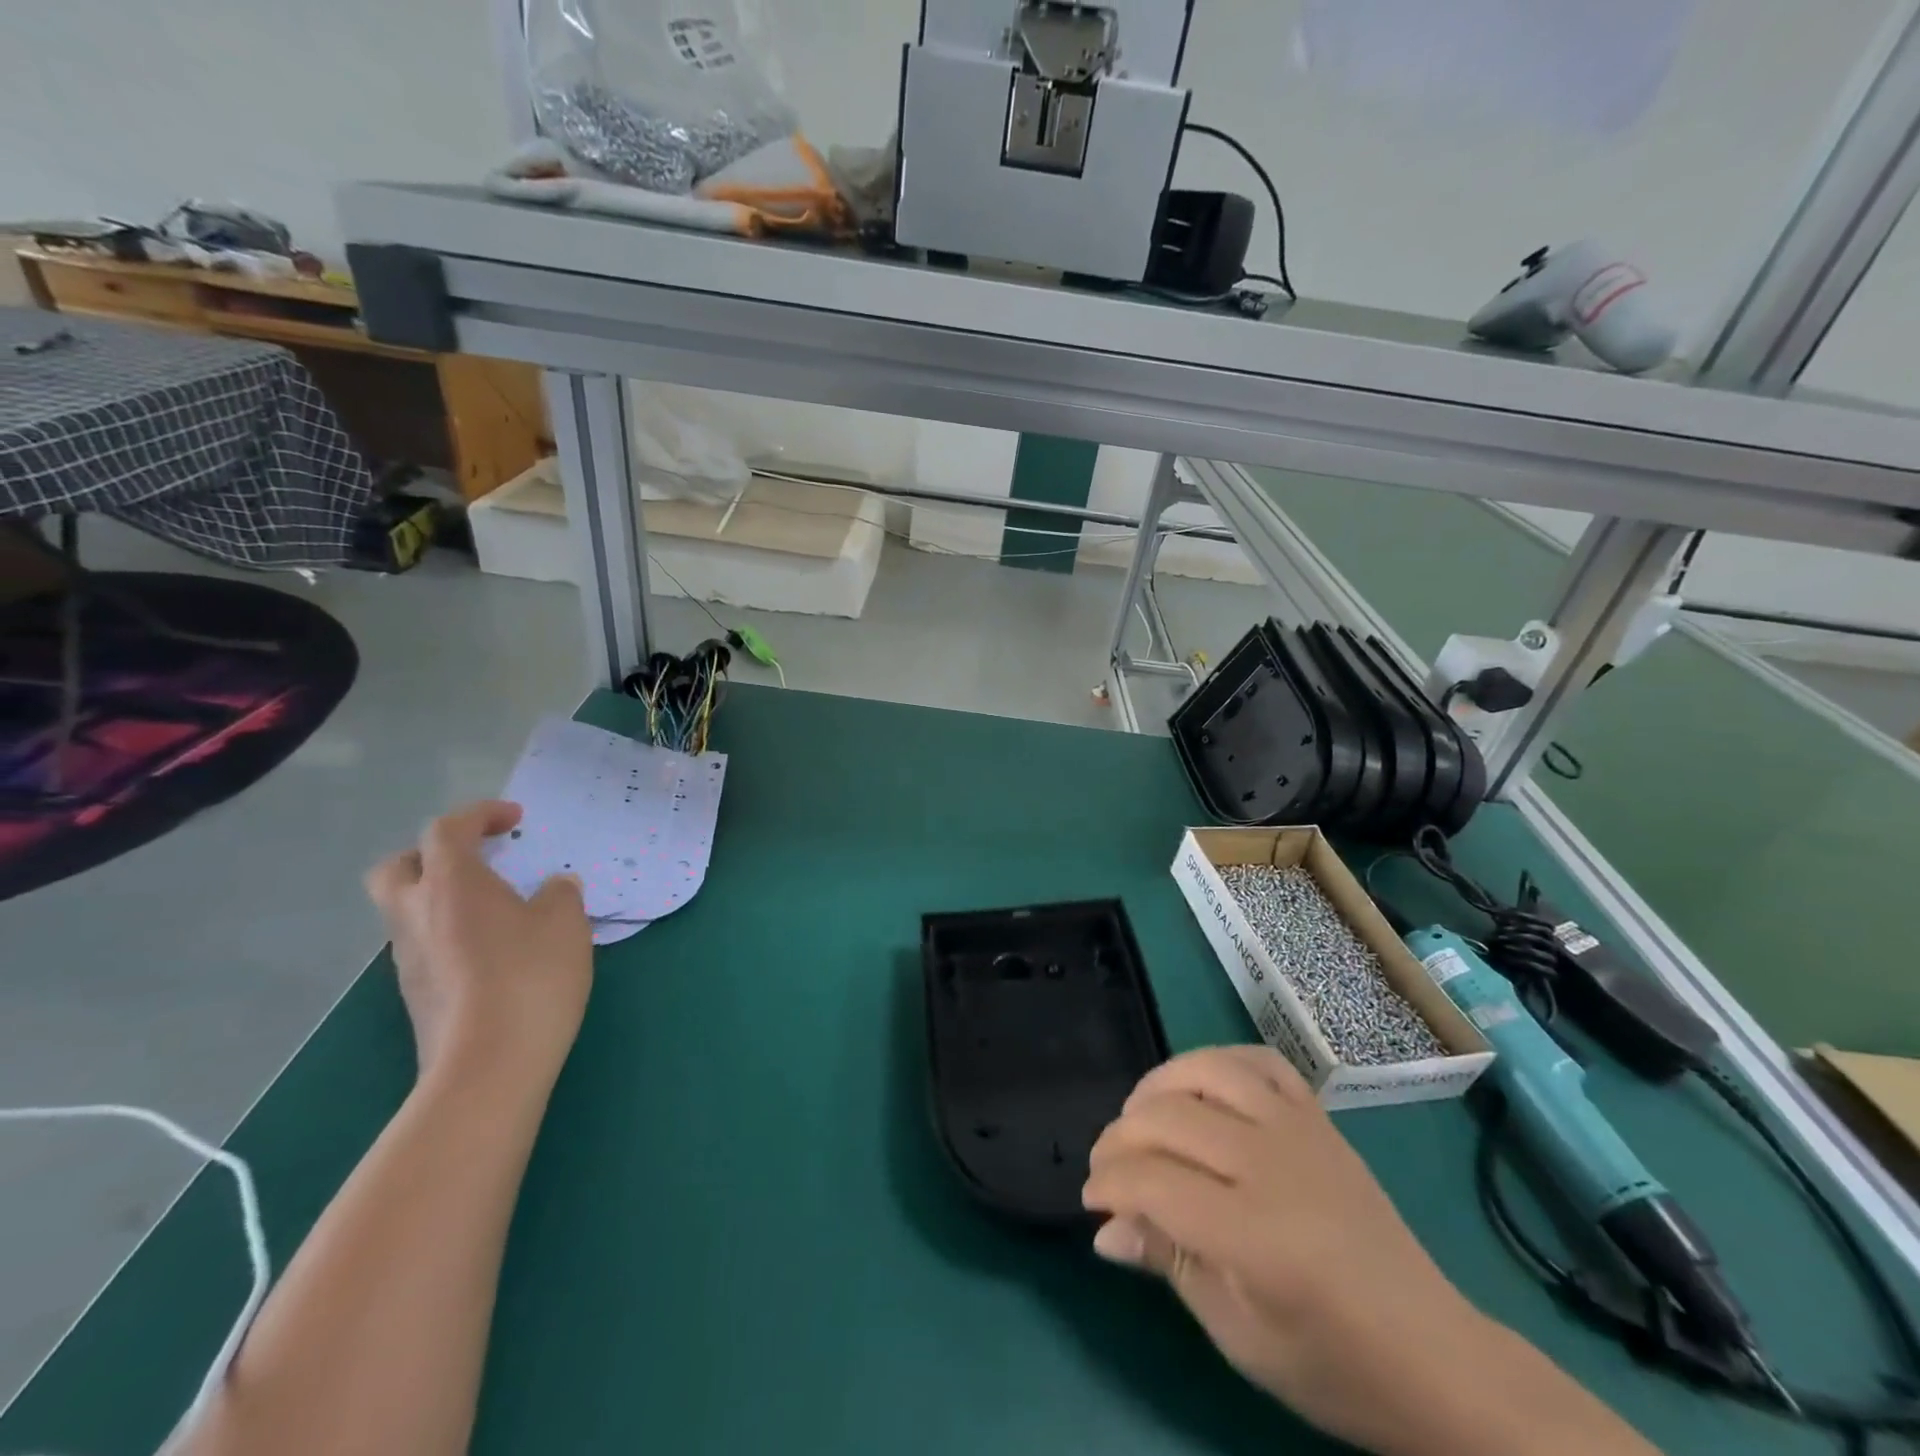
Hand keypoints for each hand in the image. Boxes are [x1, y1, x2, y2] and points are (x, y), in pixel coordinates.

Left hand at [365, 801, 592, 1094]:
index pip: (447, 829)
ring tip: (496, 908)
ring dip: (442, 896)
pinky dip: (450, 932)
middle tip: (480, 859)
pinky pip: (424, 944)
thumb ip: (560, 893)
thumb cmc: (530, 976)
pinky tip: (493, 951)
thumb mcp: (566, 923)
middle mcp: (415, 914)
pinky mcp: (415, 993)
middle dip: (435, 853)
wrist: (489, 1065)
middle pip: (400, 866)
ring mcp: (407, 958)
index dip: (480, 815)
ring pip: (408, 909)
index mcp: (450, 884)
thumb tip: (553, 887)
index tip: (515, 819)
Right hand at [1083, 1046, 1532, 1455]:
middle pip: (1168, 1119)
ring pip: (1207, 1072)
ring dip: (1158, 1086)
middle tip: (1106, 1167)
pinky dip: (1219, 1061)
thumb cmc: (1332, 1363)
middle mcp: (1271, 1164)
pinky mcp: (1318, 1118)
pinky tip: (1199, 1084)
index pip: (1152, 1181)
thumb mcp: (1241, 1335)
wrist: (1434, 1356)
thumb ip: (1171, 1264)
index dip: (1108, 1184)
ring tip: (1139, 1116)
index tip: (1091, 1202)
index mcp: (1253, 1233)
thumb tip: (1106, 1228)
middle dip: (1119, 1138)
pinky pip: (1260, 1062)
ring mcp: (1298, 1130)